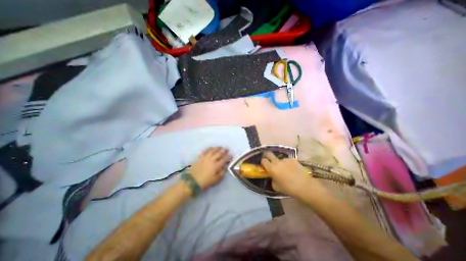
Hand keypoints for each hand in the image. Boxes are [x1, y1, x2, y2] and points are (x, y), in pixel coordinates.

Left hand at [188, 147, 231, 191]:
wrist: (192, 181)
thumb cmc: (205, 182)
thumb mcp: (216, 180)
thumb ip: (222, 172)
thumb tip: (225, 166)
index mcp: (216, 166)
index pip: (224, 159)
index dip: (228, 156)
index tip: (231, 155)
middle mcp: (211, 160)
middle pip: (219, 153)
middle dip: (224, 150)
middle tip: (227, 149)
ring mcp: (205, 157)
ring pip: (212, 150)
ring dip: (217, 148)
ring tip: (220, 147)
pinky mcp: (200, 157)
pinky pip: (205, 151)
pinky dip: (209, 148)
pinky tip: (211, 148)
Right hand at [260, 151, 324, 197]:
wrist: (304, 186)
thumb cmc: (288, 188)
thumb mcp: (276, 186)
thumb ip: (272, 179)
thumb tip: (272, 176)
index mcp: (271, 168)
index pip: (263, 160)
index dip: (263, 162)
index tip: (264, 165)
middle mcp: (277, 161)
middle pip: (269, 153)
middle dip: (267, 156)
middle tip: (269, 160)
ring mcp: (285, 159)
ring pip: (279, 158)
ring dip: (279, 162)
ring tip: (285, 169)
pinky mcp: (293, 159)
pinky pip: (287, 160)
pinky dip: (287, 164)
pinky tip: (292, 169)